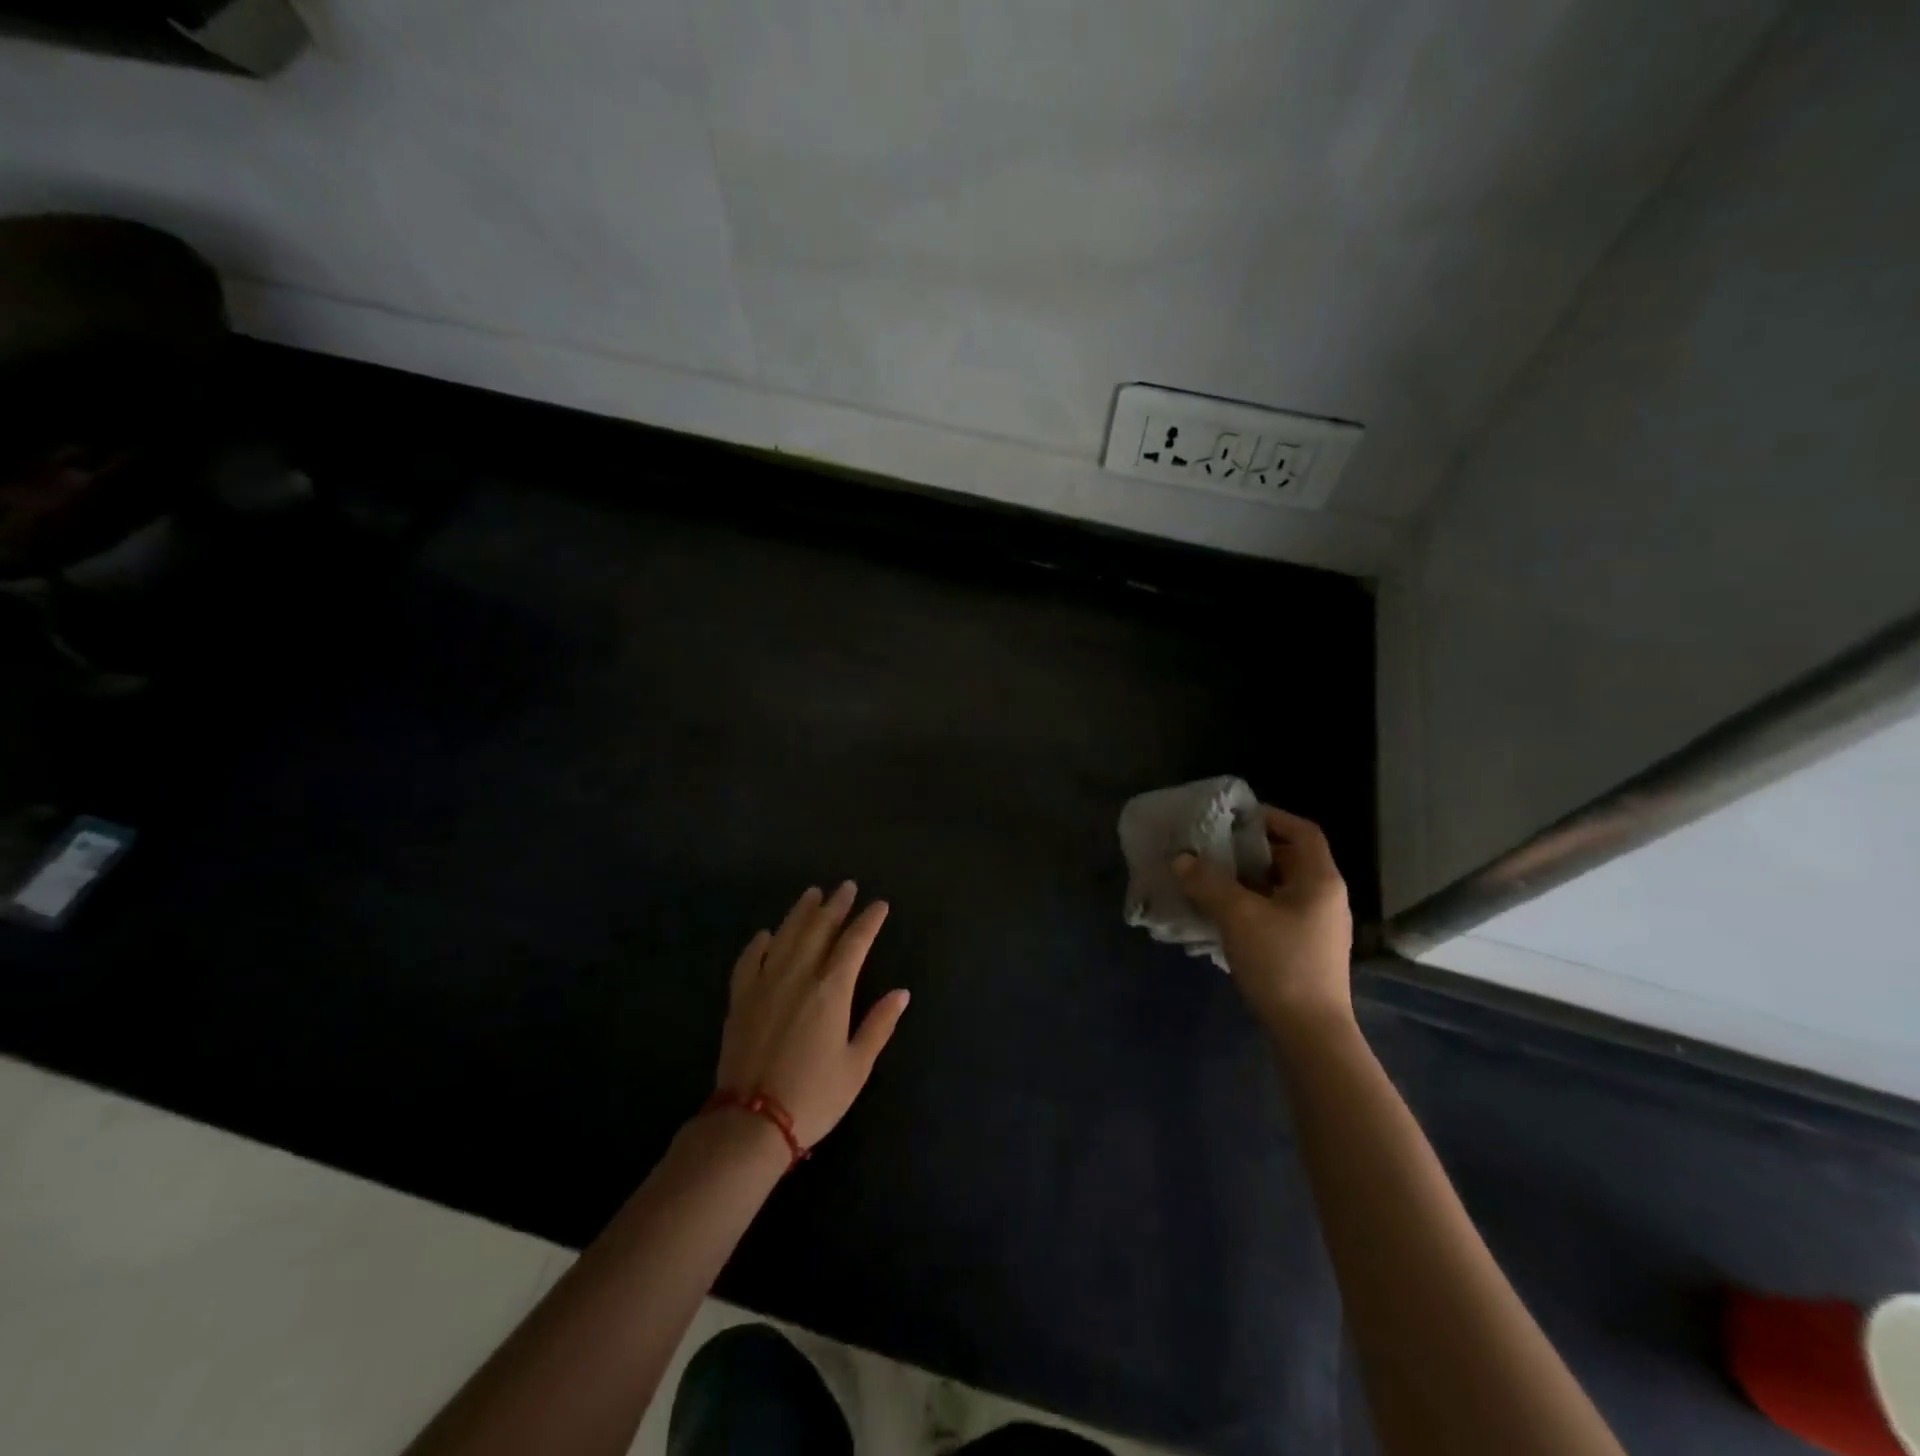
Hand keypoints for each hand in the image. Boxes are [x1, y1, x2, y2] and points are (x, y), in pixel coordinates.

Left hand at [714, 882, 910, 1148]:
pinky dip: (760, 943)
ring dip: (802, 912)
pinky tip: (767, 934)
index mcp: (832, 989)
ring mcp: (765, 983)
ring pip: (786, 935)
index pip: (855, 942)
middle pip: (819, 928)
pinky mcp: (740, 998)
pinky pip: (749, 960)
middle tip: (846, 887)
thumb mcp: (856, 1066)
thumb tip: (902, 993)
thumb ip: (878, 1024)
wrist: (750, 1122)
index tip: (879, 905)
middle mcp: (799, 975)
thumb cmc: (813, 1096)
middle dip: (836, 905)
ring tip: (813, 894)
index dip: (869, 921)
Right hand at [1174, 807, 1353, 1036]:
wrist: (1309, 1033)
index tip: (1232, 818)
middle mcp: (1324, 897)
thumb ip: (1208, 882)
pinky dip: (1249, 904)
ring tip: (1208, 878)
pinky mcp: (1304, 949)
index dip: (1269, 817)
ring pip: (1278, 887)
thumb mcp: (1238, 916)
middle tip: (1211, 847)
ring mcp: (1316, 925)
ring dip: (1245, 879)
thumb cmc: (1281, 963)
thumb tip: (1182, 859)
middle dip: (1249, 849)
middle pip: (1288, 858)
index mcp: (1320, 880)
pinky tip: (1220, 914)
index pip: (1302, 831)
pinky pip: (1275, 912)